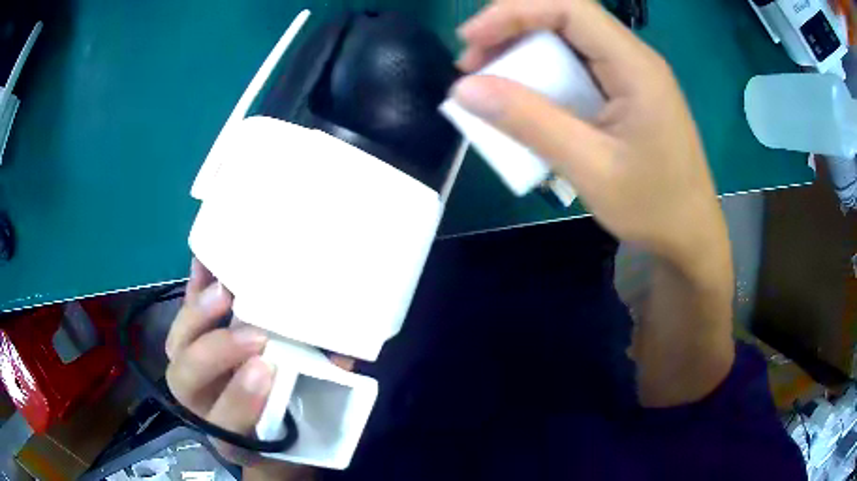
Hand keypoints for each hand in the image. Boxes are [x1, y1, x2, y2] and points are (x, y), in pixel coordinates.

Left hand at [165, 259, 314, 479]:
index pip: (223, 420)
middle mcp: (200, 404)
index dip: (239, 397)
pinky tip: (205, 263)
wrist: (260, 431)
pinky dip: (192, 291)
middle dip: (217, 353)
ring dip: (198, 315)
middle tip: (256, 332)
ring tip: (225, 289)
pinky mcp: (187, 345)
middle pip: (186, 379)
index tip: (266, 369)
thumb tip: (339, 357)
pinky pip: (182, 316)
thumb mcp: (302, 425)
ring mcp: (188, 372)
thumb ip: (315, 397)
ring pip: (178, 346)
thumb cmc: (285, 429)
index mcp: (229, 434)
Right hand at [455, 0, 734, 405]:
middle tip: (473, 65)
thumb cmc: (652, 207)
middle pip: (565, 17)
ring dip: (524, 53)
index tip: (470, 40)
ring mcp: (632, 75)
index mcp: (635, 66)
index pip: (569, 8)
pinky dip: (544, 76)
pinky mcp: (626, 93)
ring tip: (490, 83)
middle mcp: (634, 59)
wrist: (690, 236)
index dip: (513, 12)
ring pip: (569, 41)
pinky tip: (527, 99)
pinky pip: (578, 67)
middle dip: (512, 30)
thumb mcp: (589, 167)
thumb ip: (529, 123)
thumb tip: (464, 89)